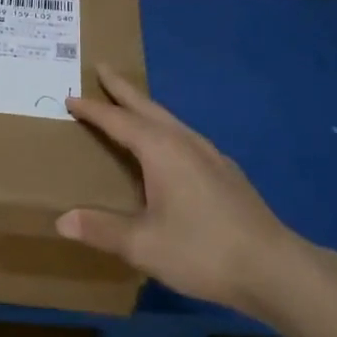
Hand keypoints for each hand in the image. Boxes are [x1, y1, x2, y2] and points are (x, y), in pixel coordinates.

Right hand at [57, 65, 316, 317]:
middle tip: (102, 68)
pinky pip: (183, 135)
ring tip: (129, 104)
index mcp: (160, 149)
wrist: (274, 267)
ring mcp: (209, 154)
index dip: (92, 110)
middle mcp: (184, 141)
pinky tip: (168, 146)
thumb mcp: (144, 245)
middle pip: (146, 106)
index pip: (117, 120)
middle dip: (122, 88)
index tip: (70, 97)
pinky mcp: (225, 171)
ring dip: (144, 106)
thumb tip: (62, 221)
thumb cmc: (202, 250)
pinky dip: (163, 127)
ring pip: (168, 119)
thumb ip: (102, 230)